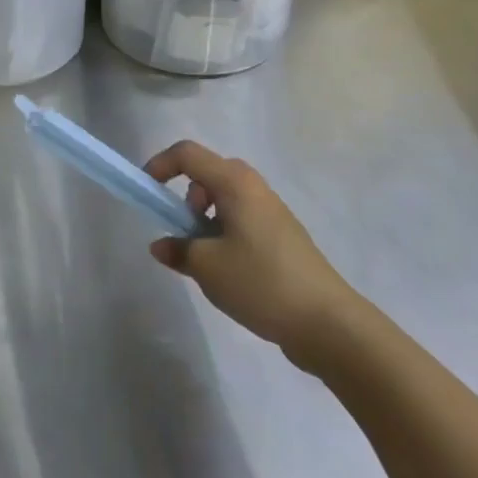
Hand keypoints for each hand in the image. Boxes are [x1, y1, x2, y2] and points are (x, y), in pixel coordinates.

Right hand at [144, 141, 358, 365]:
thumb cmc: (261, 282)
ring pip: (225, 199)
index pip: (186, 154)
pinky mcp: (283, 237)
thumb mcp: (206, 266)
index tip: (147, 194)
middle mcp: (254, 188)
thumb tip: (162, 245)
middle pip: (207, 174)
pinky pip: (242, 220)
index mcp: (235, 183)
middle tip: (181, 230)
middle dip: (184, 197)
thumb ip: (177, 249)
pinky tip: (229, 272)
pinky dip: (224, 234)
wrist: (329, 324)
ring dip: (204, 219)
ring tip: (204, 258)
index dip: (159, 165)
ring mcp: (273, 212)